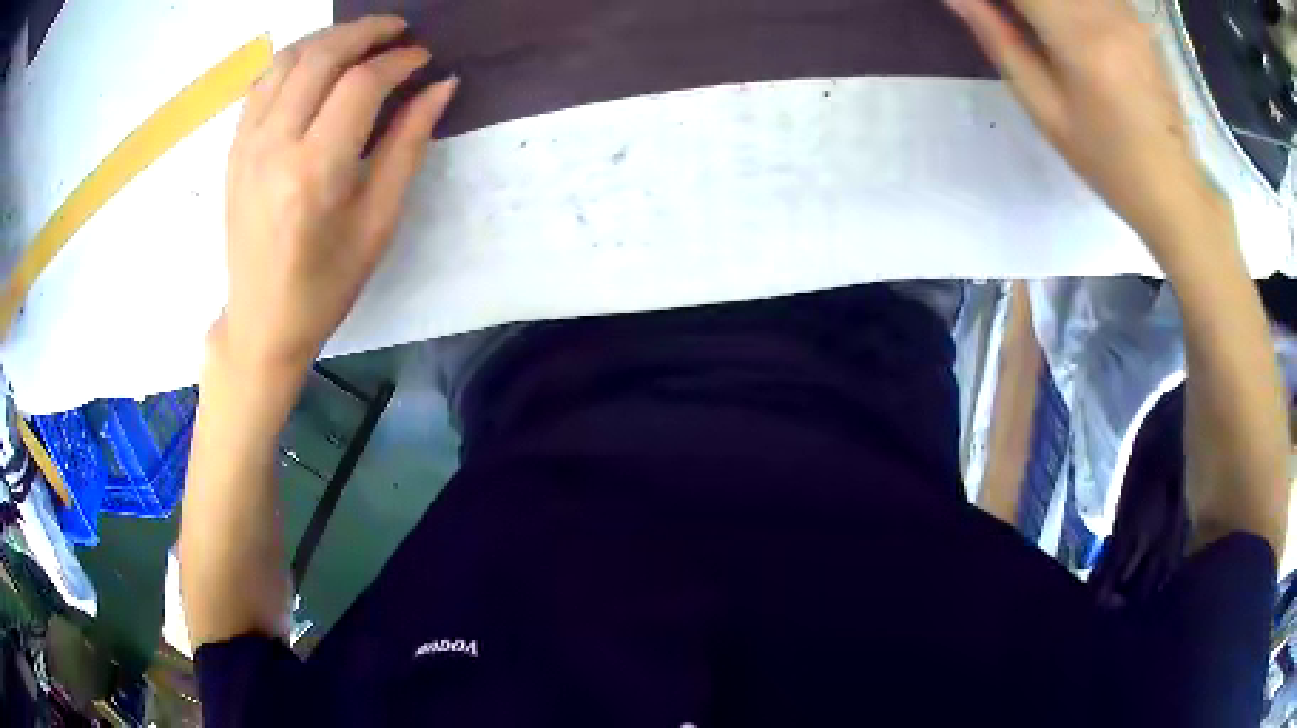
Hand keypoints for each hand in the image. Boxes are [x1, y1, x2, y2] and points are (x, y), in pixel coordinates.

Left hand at [218, 15, 457, 379]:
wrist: (261, 321)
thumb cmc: (326, 284)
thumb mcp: (378, 222)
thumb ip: (407, 145)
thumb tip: (440, 86)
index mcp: (315, 172)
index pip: (362, 85)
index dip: (400, 61)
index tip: (425, 59)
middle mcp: (274, 147)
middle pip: (321, 56)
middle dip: (367, 32)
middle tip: (399, 32)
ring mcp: (246, 145)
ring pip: (287, 59)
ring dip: (328, 38)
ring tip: (360, 41)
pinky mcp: (234, 148)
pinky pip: (263, 82)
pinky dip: (295, 59)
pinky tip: (317, 65)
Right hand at [946, 0, 1225, 245]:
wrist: (1171, 184)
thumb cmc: (1106, 159)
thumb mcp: (1044, 108)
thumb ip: (999, 39)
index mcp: (1077, 36)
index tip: (980, 9)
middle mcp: (1103, 9)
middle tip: (1005, 19)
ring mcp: (1123, 8)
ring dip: (1039, 2)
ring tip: (1033, 25)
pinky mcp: (1133, 13)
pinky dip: (1064, 3)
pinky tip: (1060, 22)